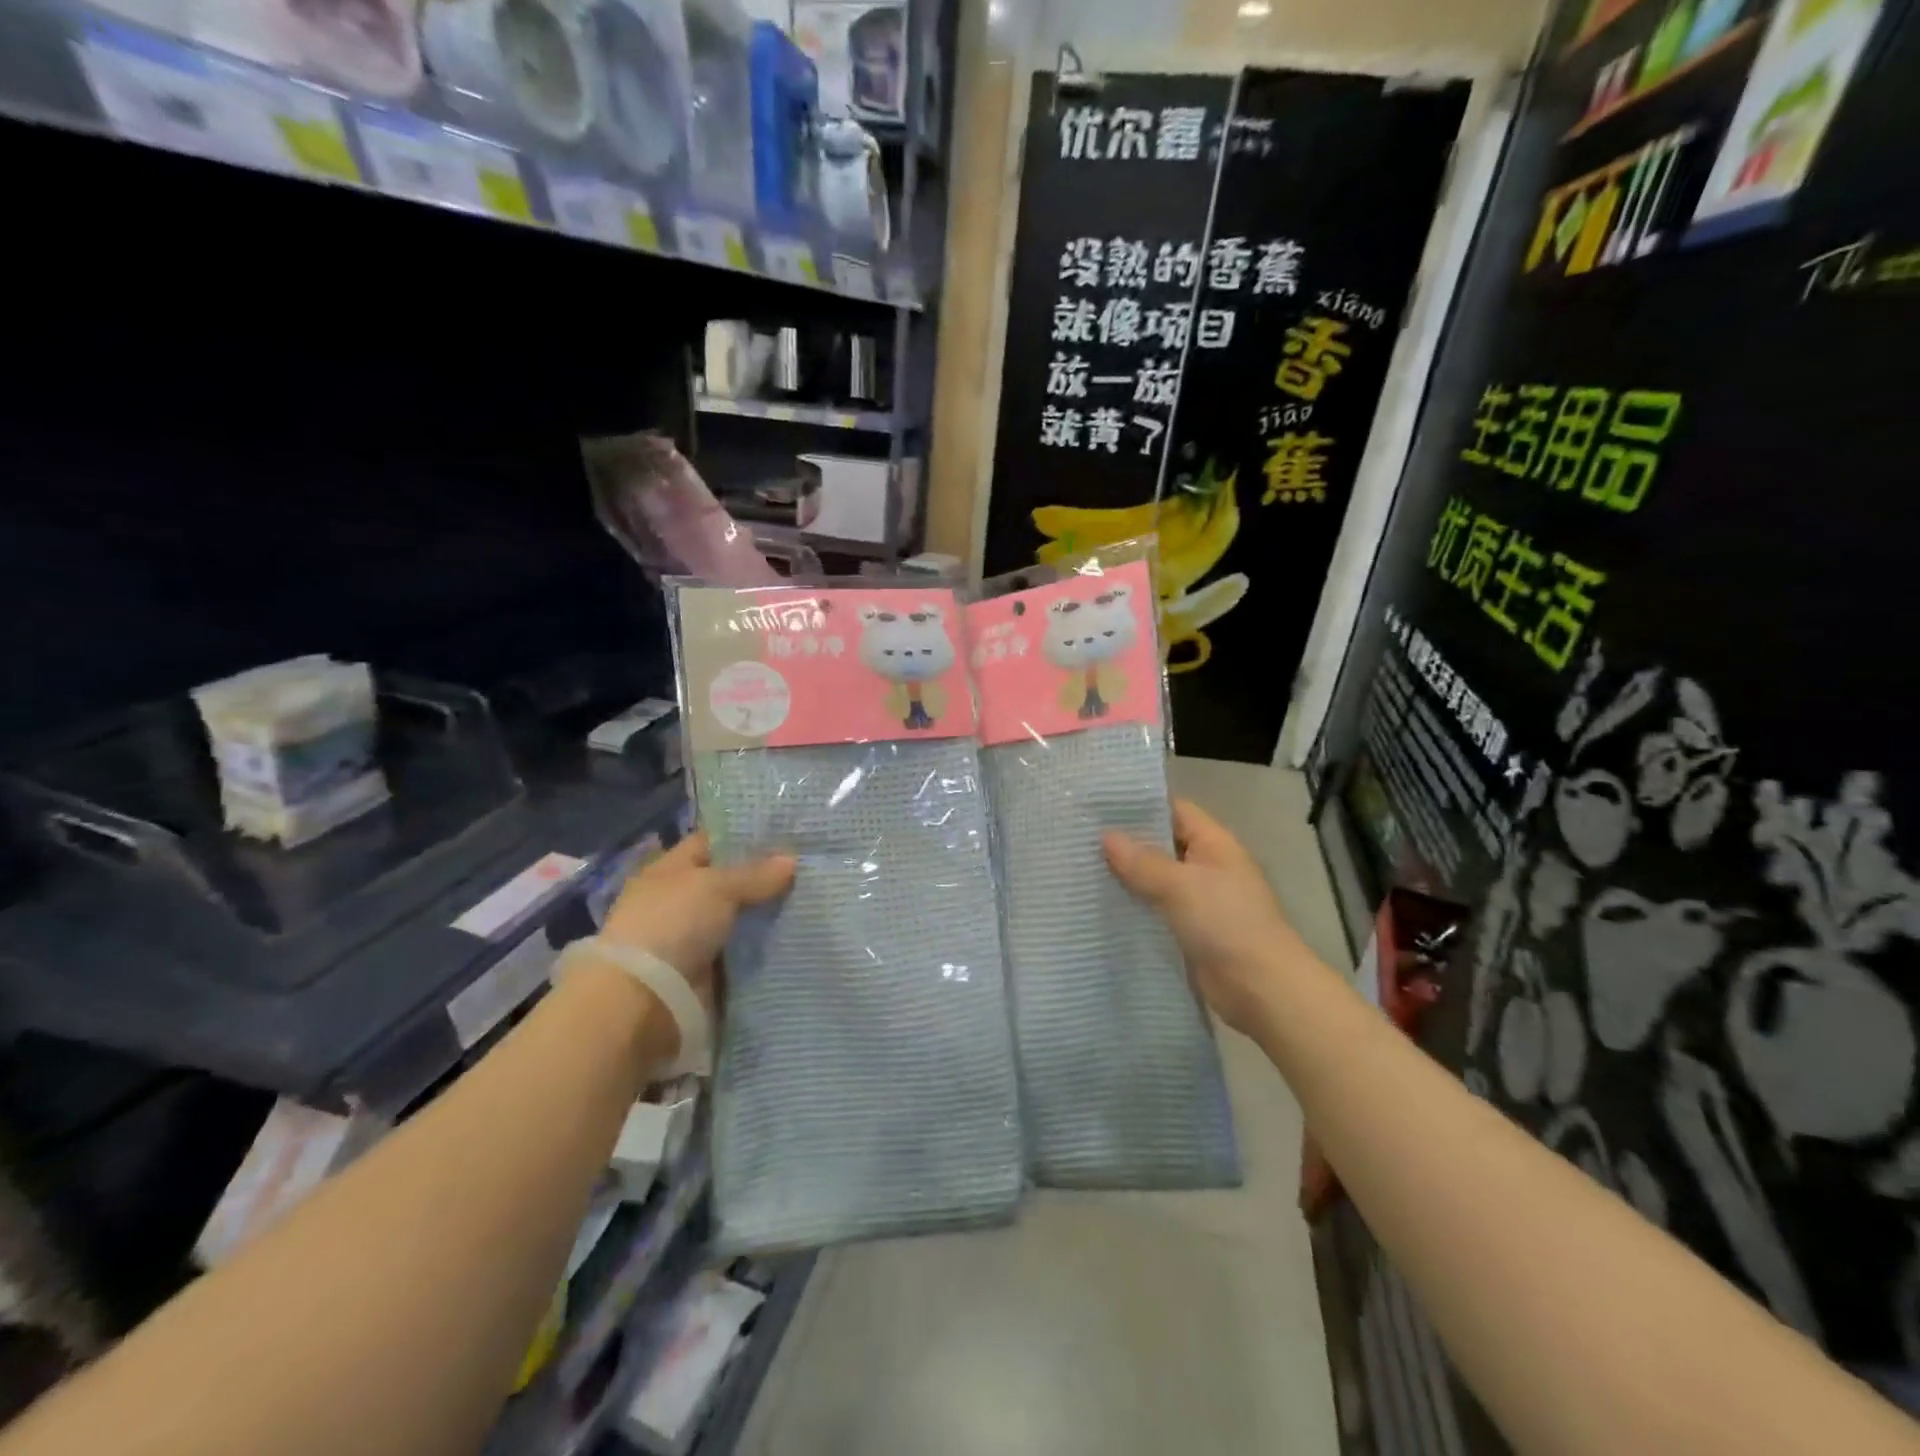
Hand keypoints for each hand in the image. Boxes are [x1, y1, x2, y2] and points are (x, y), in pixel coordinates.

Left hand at [598, 832, 794, 1011]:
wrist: (646, 1000)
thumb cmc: (673, 925)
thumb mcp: (716, 886)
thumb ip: (755, 873)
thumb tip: (791, 860)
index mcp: (670, 871)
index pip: (712, 843)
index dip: (746, 836)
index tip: (787, 832)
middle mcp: (681, 901)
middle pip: (731, 882)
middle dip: (767, 877)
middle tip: (811, 866)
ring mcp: (694, 938)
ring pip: (742, 919)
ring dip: (770, 914)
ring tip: (816, 899)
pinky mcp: (709, 972)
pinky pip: (745, 952)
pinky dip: (767, 948)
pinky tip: (801, 935)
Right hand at [1103, 799, 1311, 1035]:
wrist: (1262, 989)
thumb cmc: (1226, 923)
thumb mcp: (1180, 885)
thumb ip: (1141, 861)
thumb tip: (1106, 836)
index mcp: (1214, 844)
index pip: (1174, 810)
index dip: (1139, 806)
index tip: (1098, 805)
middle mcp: (1208, 866)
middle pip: (1162, 845)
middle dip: (1126, 843)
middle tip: (1079, 837)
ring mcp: (1201, 900)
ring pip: (1156, 880)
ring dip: (1127, 878)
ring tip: (1080, 869)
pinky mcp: (1191, 931)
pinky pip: (1157, 910)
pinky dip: (1134, 907)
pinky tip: (1101, 907)